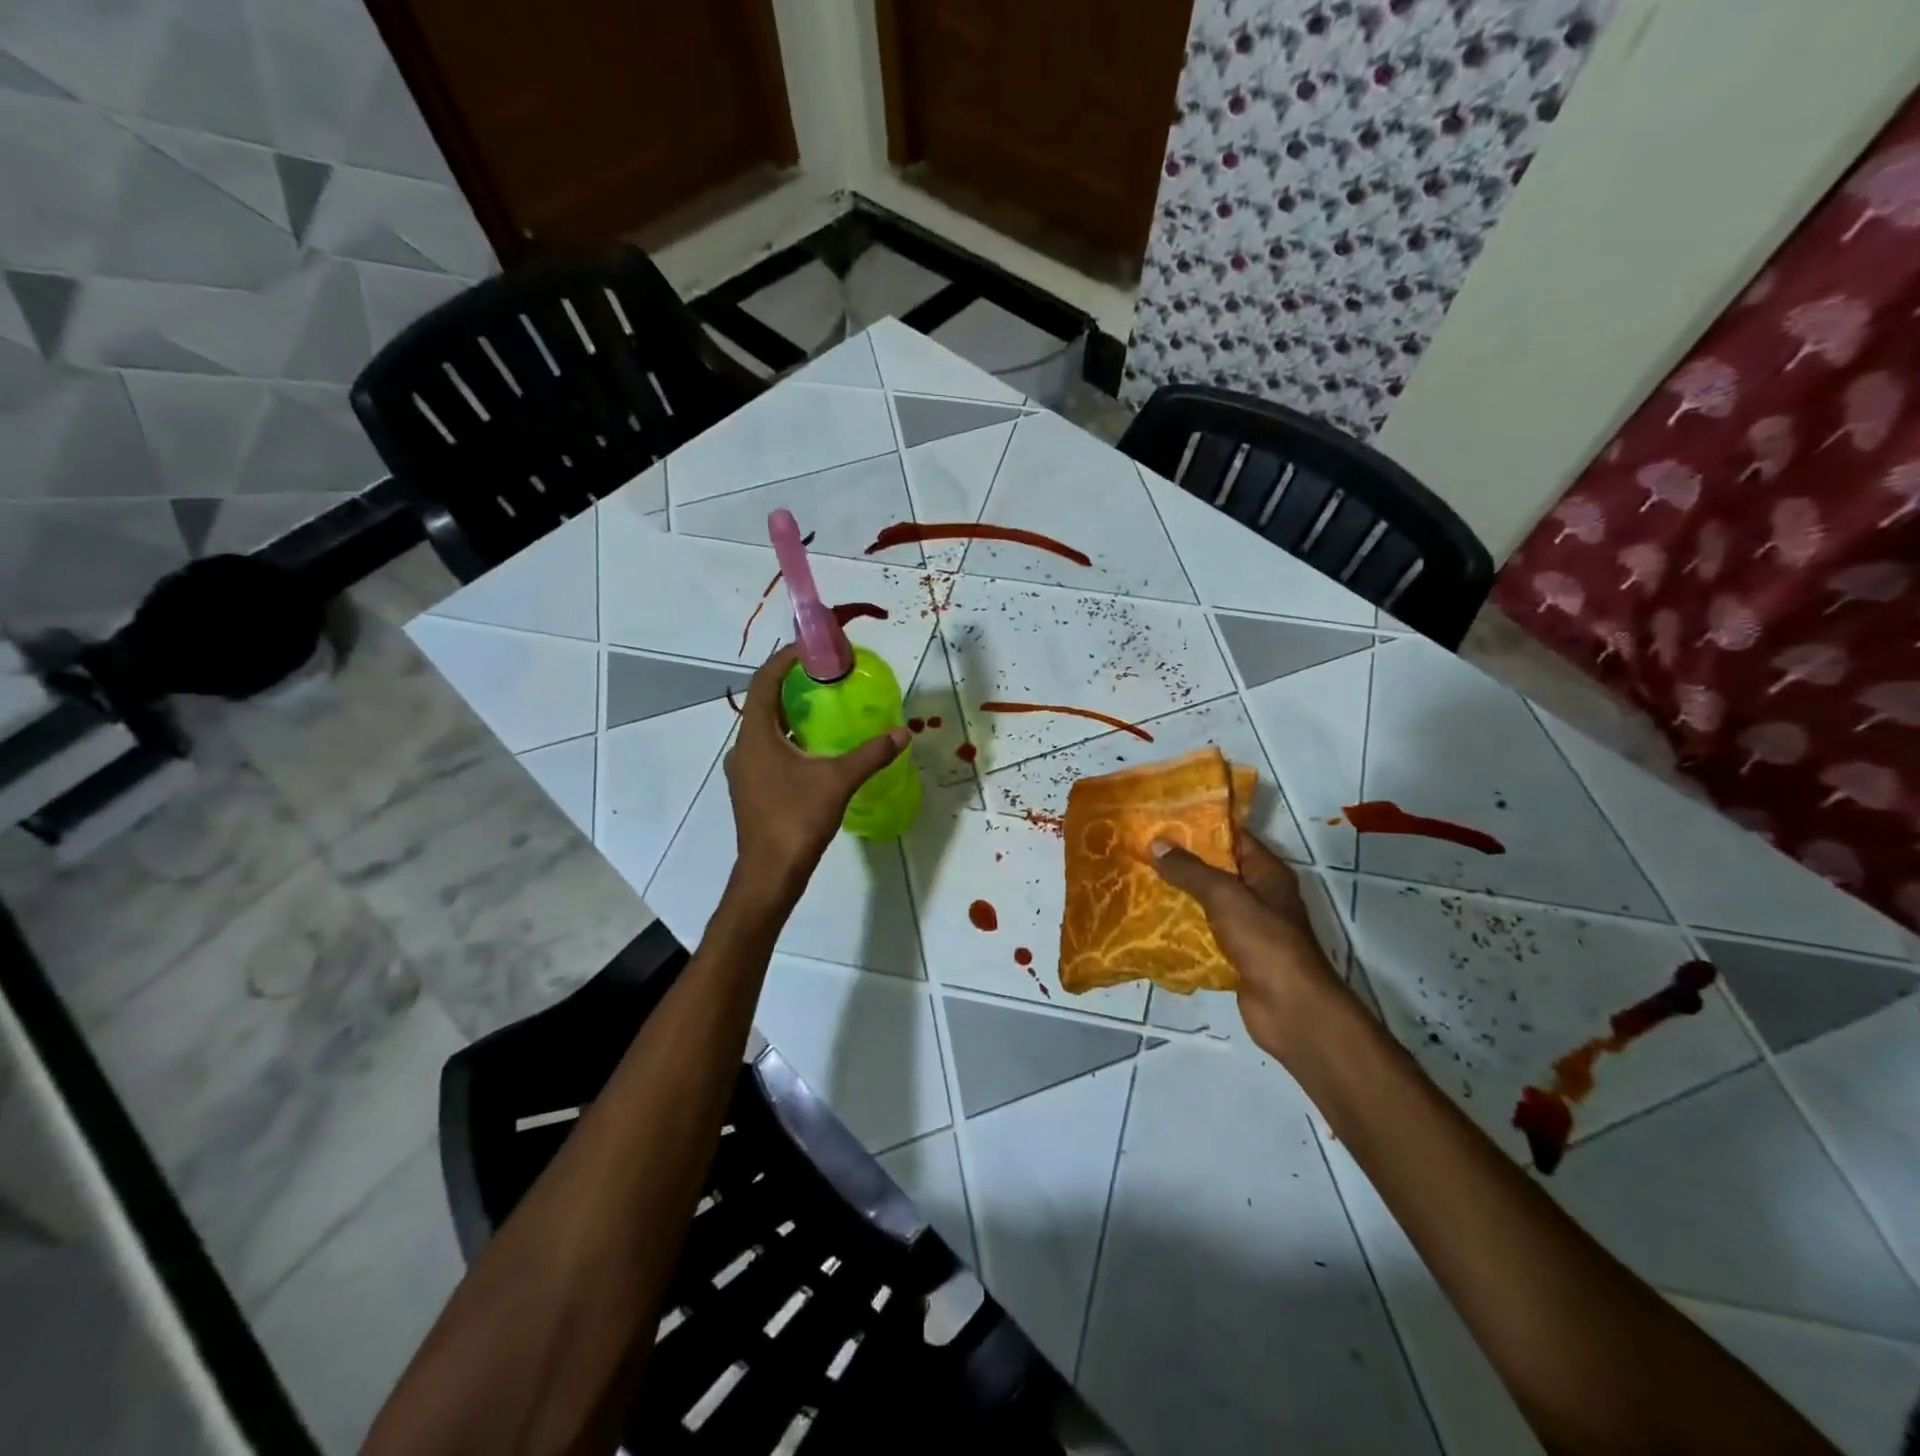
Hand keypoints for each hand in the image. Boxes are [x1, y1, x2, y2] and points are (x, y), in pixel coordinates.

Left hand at [723, 646, 909, 906]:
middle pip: (764, 702)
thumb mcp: (838, 782)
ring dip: (792, 713)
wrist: (770, 874)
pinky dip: (790, 738)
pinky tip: (816, 748)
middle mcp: (743, 747)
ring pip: (766, 728)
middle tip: (826, 674)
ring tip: (825, 705)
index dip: (785, 659)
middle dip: (793, 684)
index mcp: (756, 736)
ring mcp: (745, 770)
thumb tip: (902, 732)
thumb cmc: (796, 820)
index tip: (812, 646)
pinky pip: (769, 749)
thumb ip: (871, 754)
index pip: (765, 681)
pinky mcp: (752, 789)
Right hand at [1150, 830, 1345, 1058]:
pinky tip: (1153, 921)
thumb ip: (1190, 870)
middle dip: (1183, 860)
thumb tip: (1156, 844)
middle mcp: (1261, 895)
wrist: (1289, 1008)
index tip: (1164, 818)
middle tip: (1143, 848)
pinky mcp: (1237, 956)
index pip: (1234, 837)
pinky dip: (1183, 927)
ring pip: (1209, 903)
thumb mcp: (1224, 895)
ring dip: (1180, 894)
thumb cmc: (1264, 940)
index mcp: (1267, 872)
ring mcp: (1250, 928)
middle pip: (1218, 869)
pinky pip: (1205, 933)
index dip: (1202, 825)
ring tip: (1140, 879)